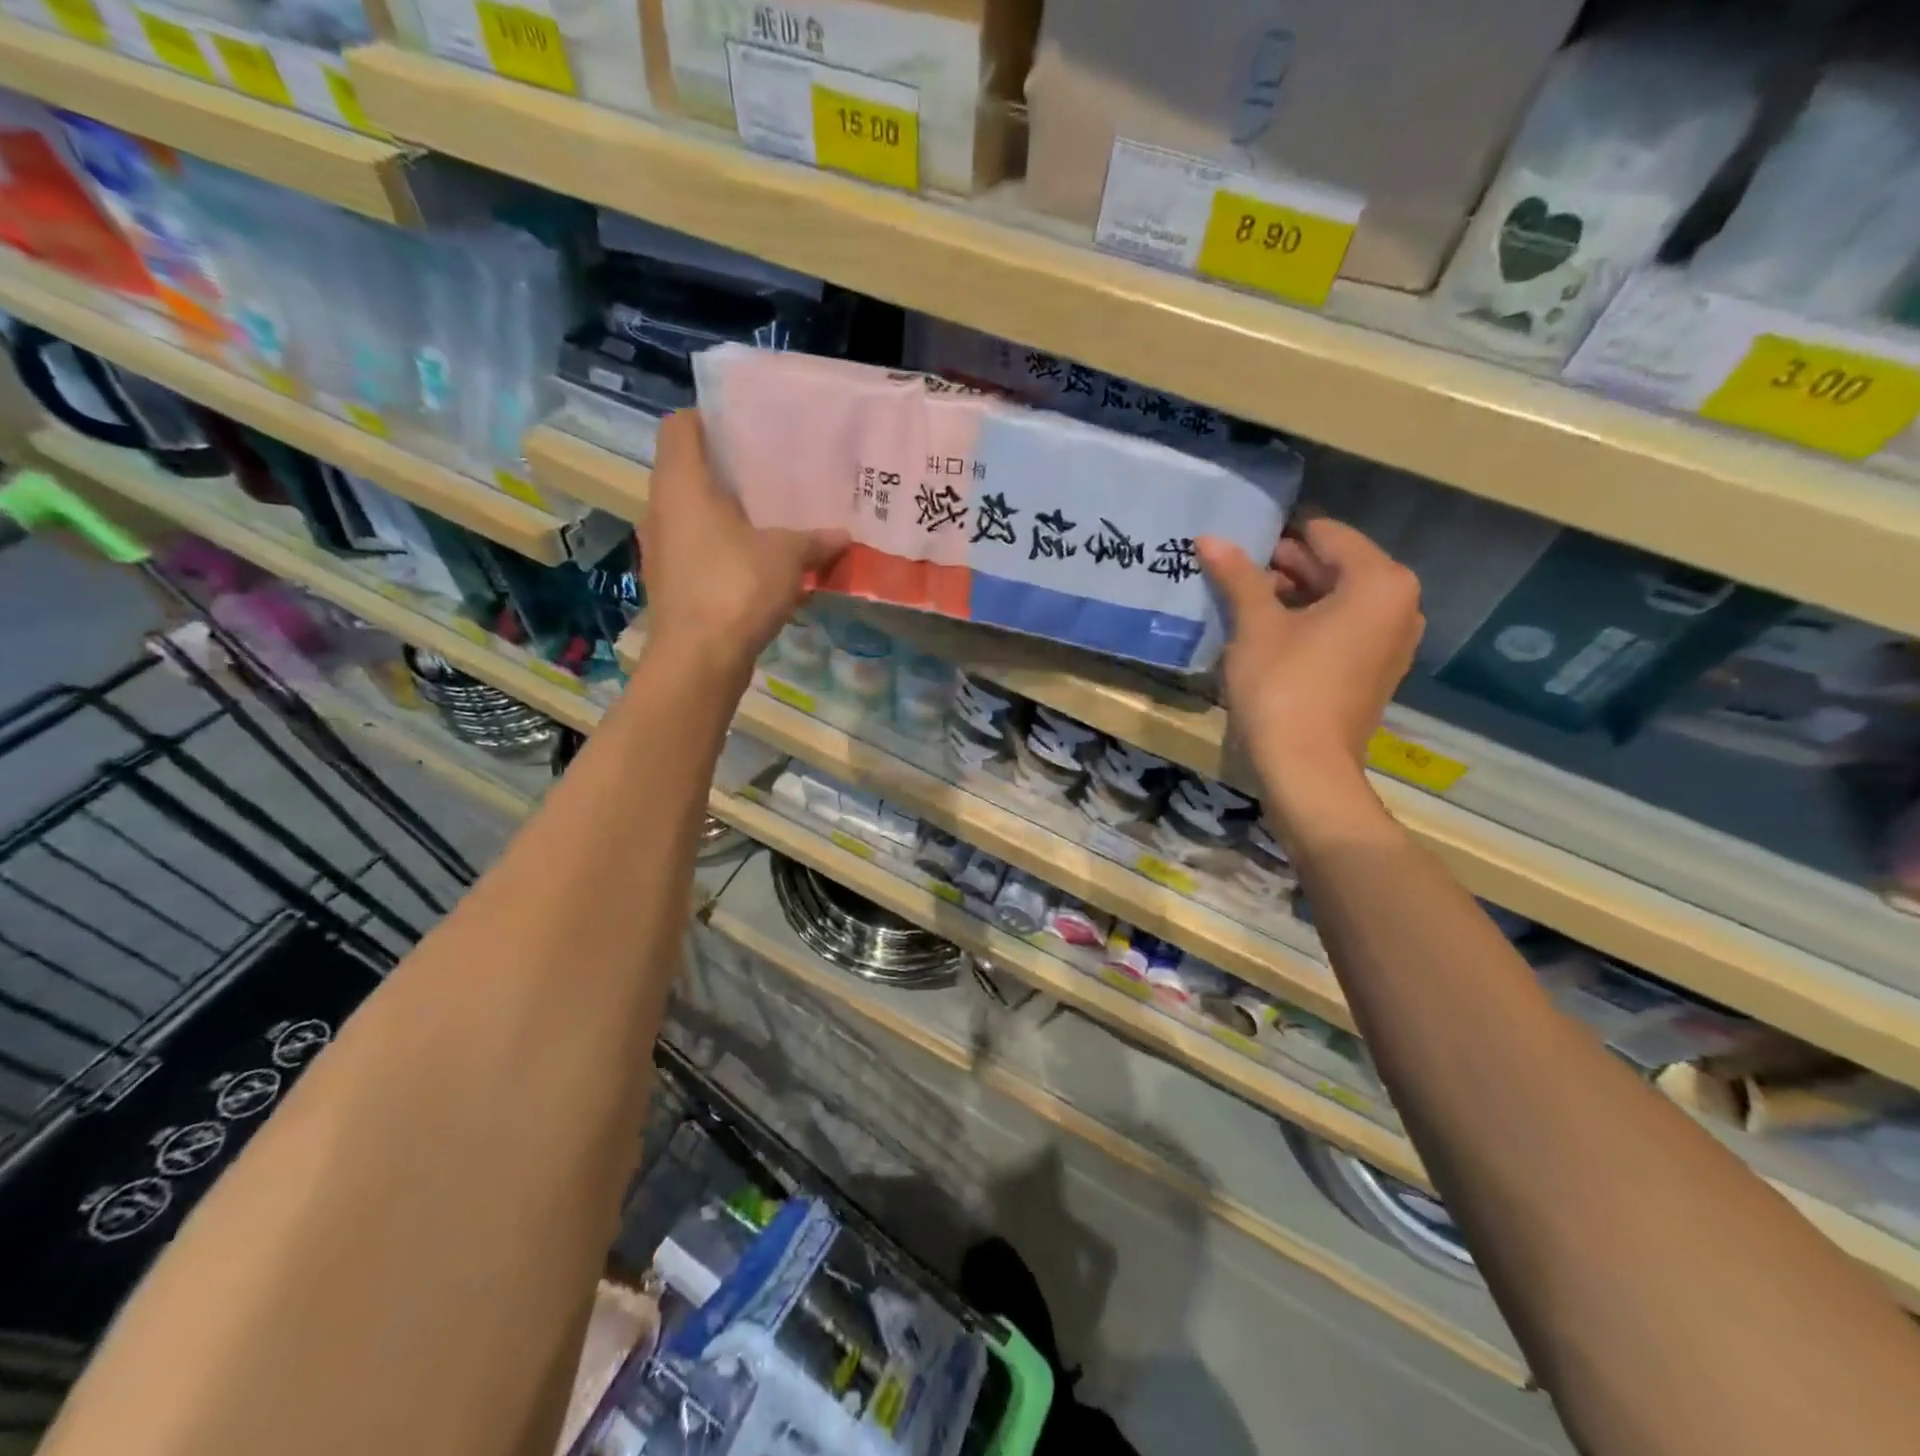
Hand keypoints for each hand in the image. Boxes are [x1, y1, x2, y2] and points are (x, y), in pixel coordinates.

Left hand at [640, 410, 846, 676]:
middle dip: (726, 469)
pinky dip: (722, 548)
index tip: (744, 425)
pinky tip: (757, 563)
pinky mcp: (671, 583)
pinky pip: (697, 550)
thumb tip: (845, 535)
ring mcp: (661, 549)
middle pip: (687, 470)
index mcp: (681, 484)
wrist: (699, 659)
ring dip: (725, 513)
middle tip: (769, 471)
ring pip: (692, 514)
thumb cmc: (736, 587)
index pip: (680, 426)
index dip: (708, 418)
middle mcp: (661, 509)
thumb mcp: (788, 556)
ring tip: (768, 517)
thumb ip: (816, 540)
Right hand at [1198, 518, 1423, 795]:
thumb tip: (1209, 538)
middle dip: (1285, 566)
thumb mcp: (1255, 626)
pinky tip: (1269, 634)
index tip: (1238, 542)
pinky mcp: (1376, 669)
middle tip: (1234, 572)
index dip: (1278, 535)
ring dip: (1293, 596)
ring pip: (1338, 598)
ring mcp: (1393, 640)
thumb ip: (1237, 576)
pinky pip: (1343, 628)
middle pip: (1336, 565)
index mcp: (1379, 581)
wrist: (1306, 769)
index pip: (1326, 534)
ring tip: (1244, 602)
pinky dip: (1310, 623)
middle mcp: (1399, 603)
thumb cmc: (1283, 687)